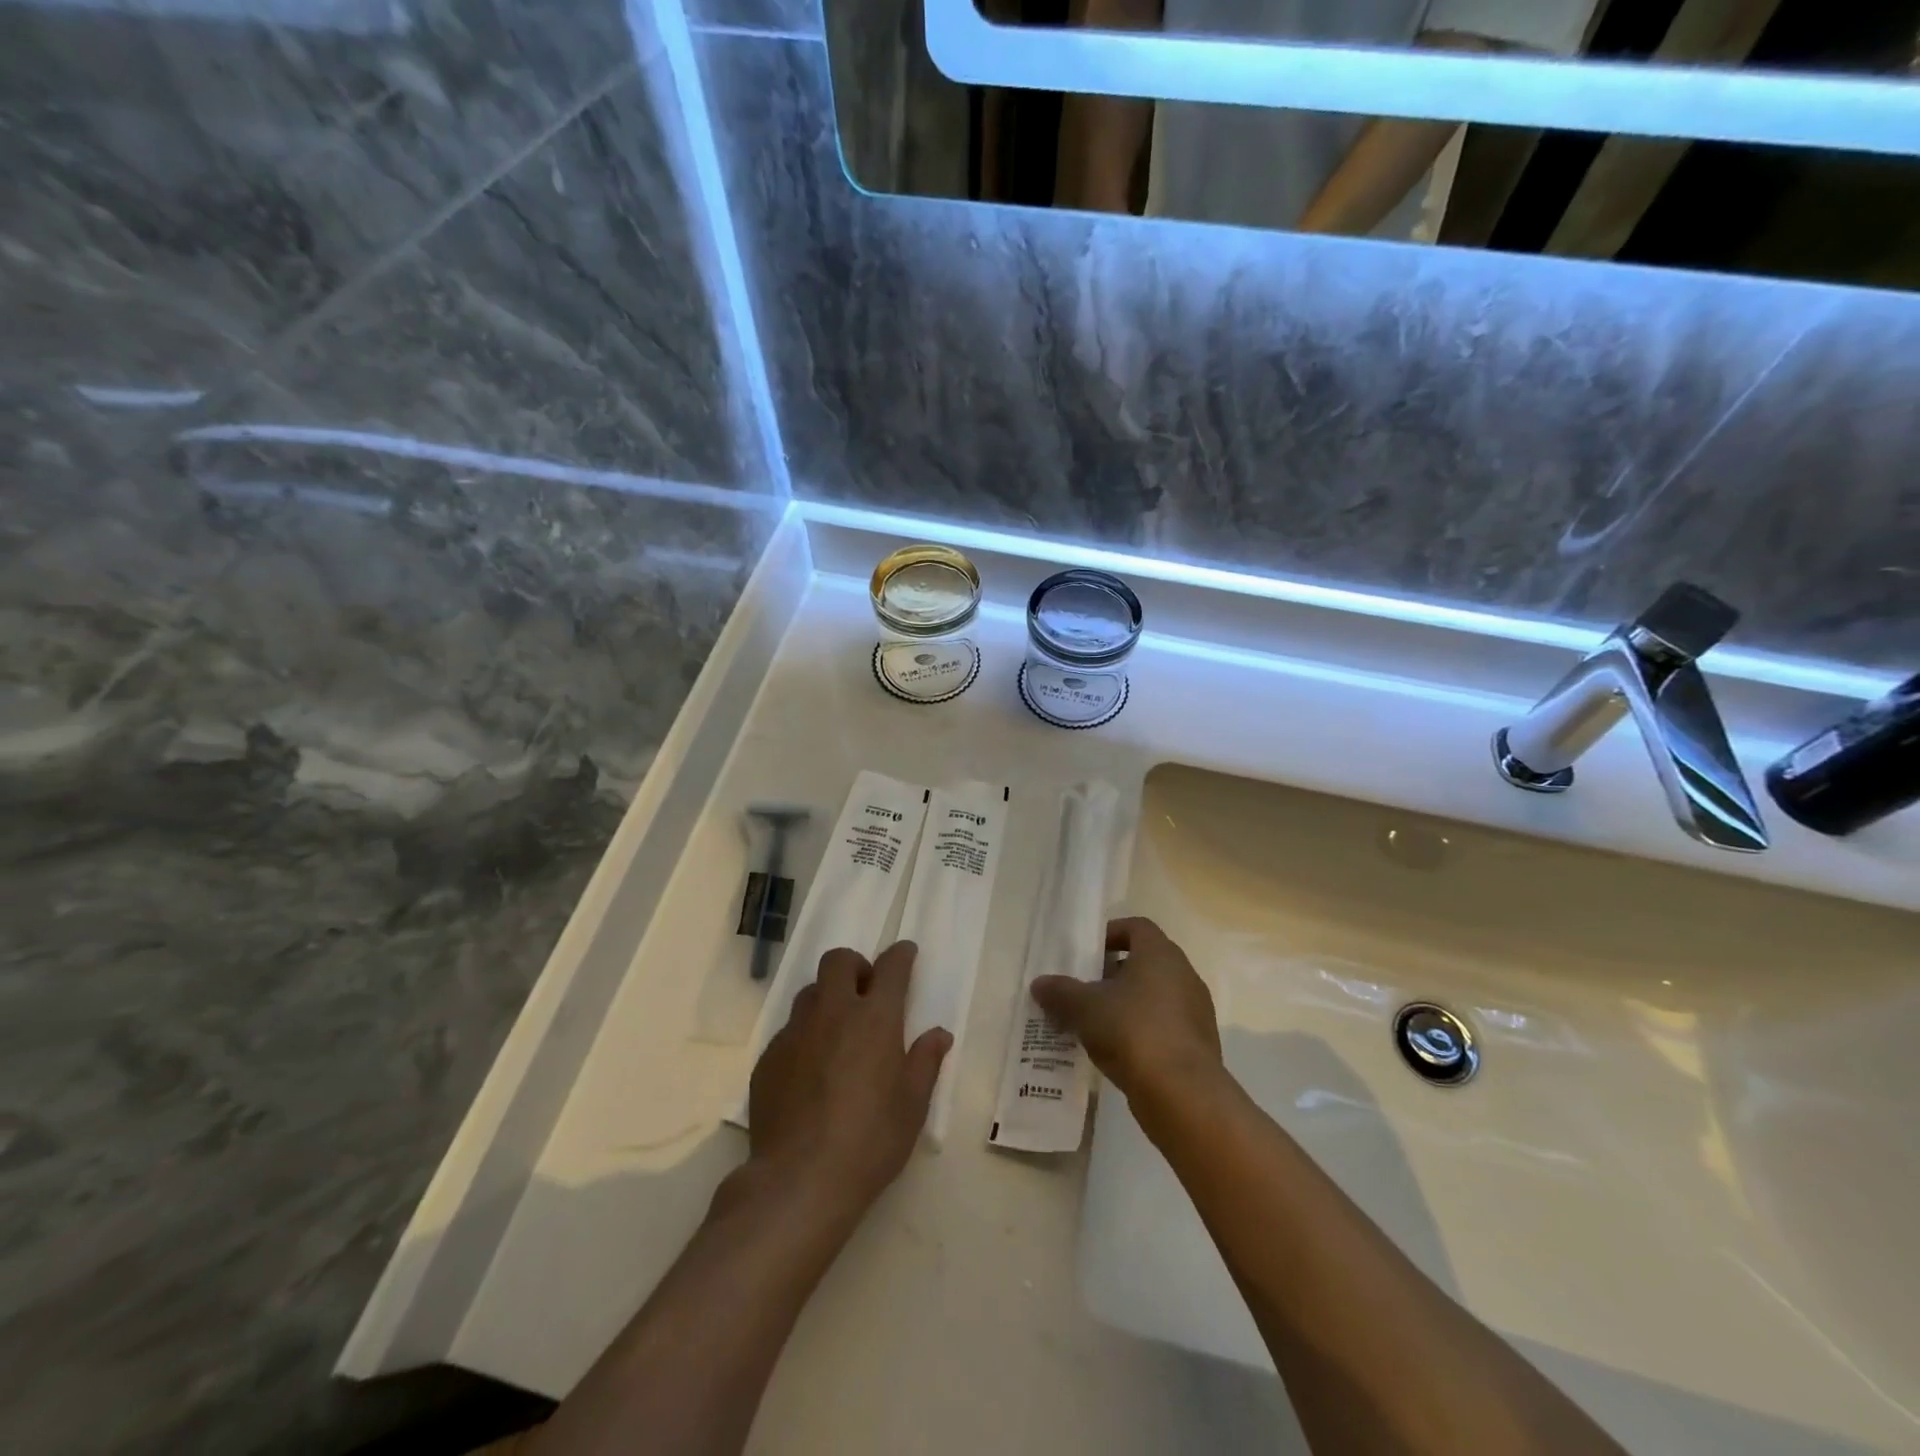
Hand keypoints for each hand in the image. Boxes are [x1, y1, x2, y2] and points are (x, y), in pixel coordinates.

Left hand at [745, 941, 950, 1230]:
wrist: (799, 1180)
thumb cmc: (870, 1140)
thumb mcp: (912, 1105)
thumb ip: (926, 1061)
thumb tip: (939, 1034)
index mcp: (875, 1018)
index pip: (891, 967)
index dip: (901, 955)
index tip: (906, 953)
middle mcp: (833, 1013)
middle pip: (839, 961)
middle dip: (856, 966)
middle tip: (866, 992)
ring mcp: (795, 1032)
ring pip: (810, 992)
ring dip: (827, 998)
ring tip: (838, 1031)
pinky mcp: (768, 1057)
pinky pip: (789, 1030)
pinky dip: (805, 1035)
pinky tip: (810, 1071)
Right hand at [1030, 916, 1220, 1101]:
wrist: (1183, 1094)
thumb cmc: (1132, 1031)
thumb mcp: (1085, 1008)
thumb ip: (1060, 992)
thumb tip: (1039, 984)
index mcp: (1160, 954)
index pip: (1137, 927)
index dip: (1111, 934)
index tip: (1087, 954)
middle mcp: (1184, 975)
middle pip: (1145, 962)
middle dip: (1112, 974)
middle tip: (1083, 990)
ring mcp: (1195, 1012)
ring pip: (1154, 996)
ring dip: (1126, 1004)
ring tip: (1094, 1024)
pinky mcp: (1197, 1045)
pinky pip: (1164, 1026)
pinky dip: (1141, 1031)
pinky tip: (1116, 1051)